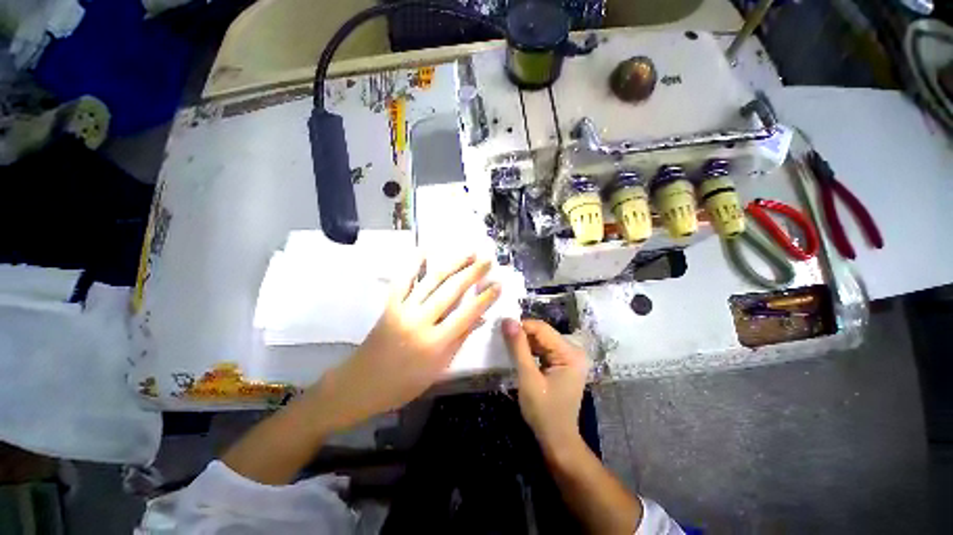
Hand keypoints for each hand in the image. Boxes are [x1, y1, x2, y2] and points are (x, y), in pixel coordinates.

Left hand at [317, 253, 500, 430]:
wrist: (361, 384)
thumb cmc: (404, 383)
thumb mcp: (439, 368)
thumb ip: (460, 339)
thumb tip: (480, 317)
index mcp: (435, 343)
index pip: (467, 314)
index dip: (485, 297)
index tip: (498, 283)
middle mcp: (420, 321)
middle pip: (451, 291)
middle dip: (472, 273)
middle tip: (487, 259)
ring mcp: (403, 309)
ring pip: (431, 280)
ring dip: (452, 263)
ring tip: (469, 252)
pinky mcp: (389, 304)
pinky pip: (403, 279)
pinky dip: (414, 263)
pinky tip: (425, 249)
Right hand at [503, 319, 588, 456]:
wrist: (557, 440)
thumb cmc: (543, 411)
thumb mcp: (528, 378)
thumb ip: (518, 347)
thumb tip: (508, 320)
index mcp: (570, 353)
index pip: (542, 329)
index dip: (522, 326)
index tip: (502, 328)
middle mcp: (573, 351)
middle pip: (543, 334)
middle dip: (523, 334)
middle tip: (502, 337)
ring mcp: (569, 358)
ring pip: (542, 341)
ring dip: (525, 342)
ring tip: (507, 345)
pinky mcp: (563, 364)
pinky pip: (544, 350)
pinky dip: (530, 351)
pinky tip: (519, 354)